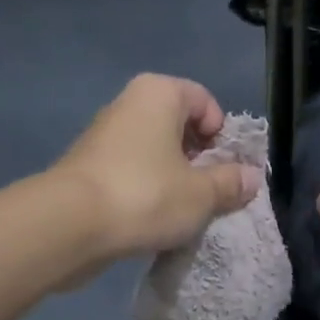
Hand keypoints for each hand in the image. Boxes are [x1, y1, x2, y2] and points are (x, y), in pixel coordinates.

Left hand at [53, 75, 261, 261]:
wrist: (67, 225)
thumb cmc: (145, 195)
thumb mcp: (202, 194)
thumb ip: (231, 183)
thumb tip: (252, 177)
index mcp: (159, 93)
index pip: (205, 102)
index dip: (222, 136)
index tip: (225, 170)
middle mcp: (129, 104)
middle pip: (179, 126)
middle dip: (199, 159)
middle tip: (208, 193)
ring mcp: (104, 135)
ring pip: (154, 151)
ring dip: (173, 178)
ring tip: (180, 212)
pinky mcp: (87, 167)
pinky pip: (131, 171)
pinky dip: (145, 190)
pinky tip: (150, 220)